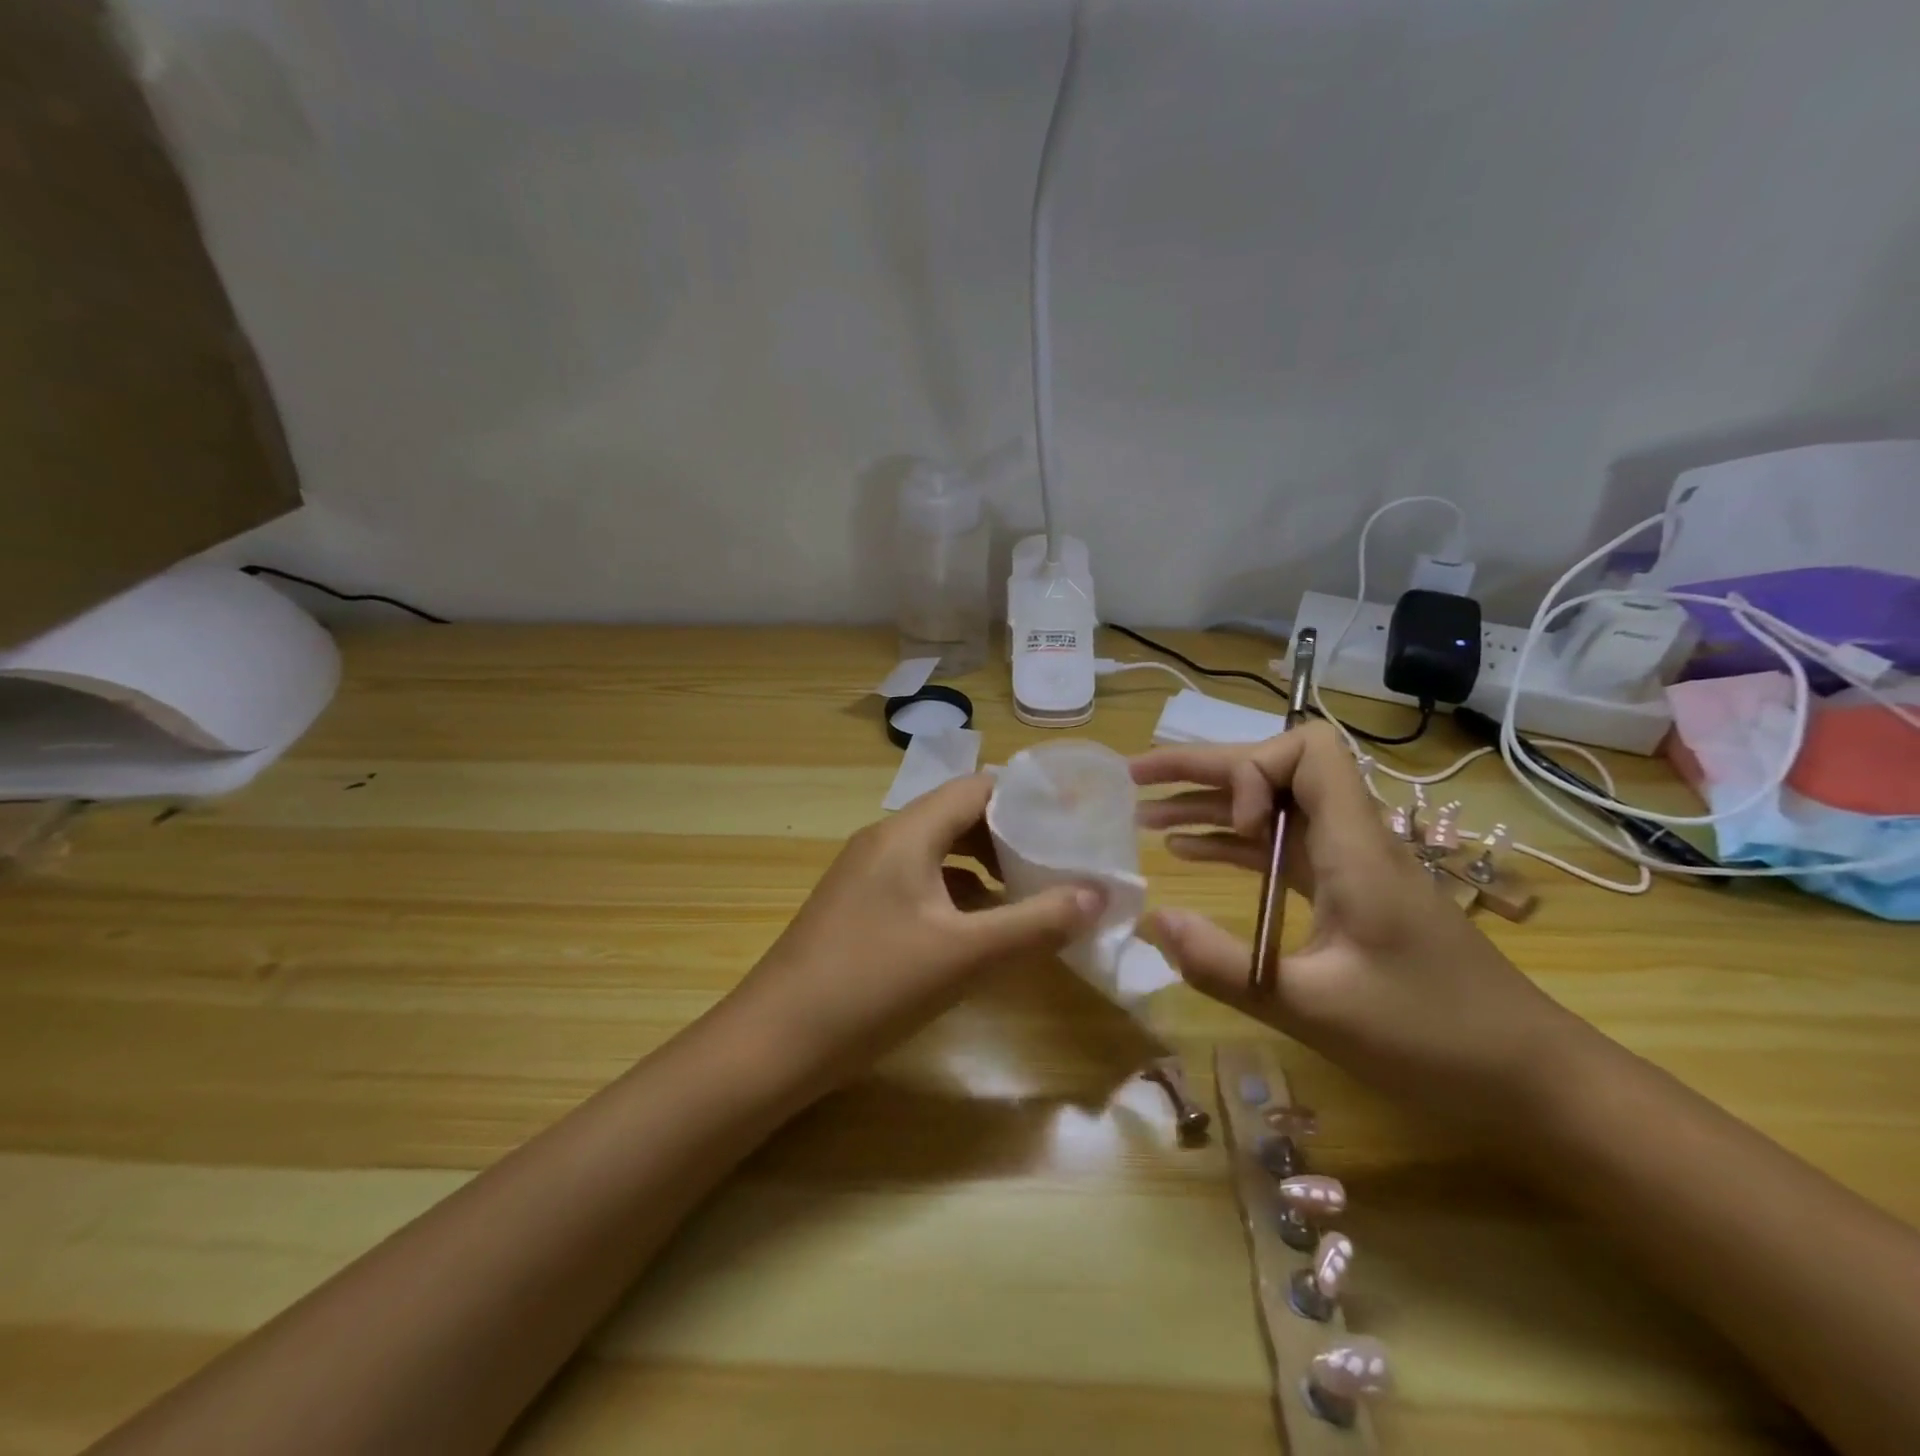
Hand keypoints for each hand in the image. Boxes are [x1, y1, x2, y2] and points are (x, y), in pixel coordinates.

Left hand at [729, 773, 1105, 1087]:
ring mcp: (865, 875)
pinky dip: (956, 896)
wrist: (772, 1044)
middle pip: (958, 817)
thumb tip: (1098, 894)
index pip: (977, 787)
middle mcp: (883, 841)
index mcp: (906, 834)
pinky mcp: (858, 908)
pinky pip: (919, 884)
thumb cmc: (871, 987)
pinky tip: (979, 931)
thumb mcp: (964, 956)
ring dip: (985, 869)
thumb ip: (1036, 923)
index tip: (1071, 822)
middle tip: (1060, 862)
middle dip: (1011, 836)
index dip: (1027, 799)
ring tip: (1031, 895)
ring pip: (939, 853)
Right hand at [1133, 721, 1595, 1123]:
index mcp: (1356, 847)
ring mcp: (1350, 868)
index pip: (1306, 751)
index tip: (1237, 826)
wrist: (1533, 1080)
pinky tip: (1191, 857)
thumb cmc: (1435, 1040)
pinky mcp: (1348, 896)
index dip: (1254, 770)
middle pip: (1275, 772)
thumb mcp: (1317, 1010)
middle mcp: (1352, 841)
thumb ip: (1229, 967)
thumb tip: (1153, 923)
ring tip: (1146, 818)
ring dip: (1212, 807)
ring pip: (1274, 811)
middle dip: (1204, 770)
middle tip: (1136, 779)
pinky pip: (1282, 852)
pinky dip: (1235, 846)